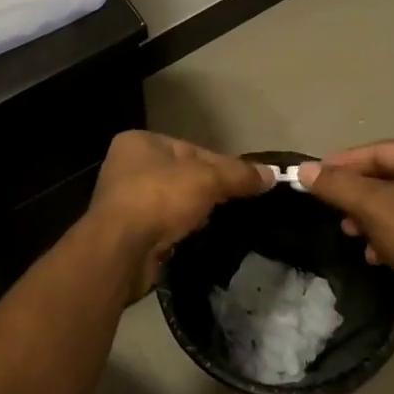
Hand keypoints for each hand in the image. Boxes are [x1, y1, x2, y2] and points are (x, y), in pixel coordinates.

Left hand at [87, 131, 273, 294]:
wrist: (121, 250)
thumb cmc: (159, 199)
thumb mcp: (207, 179)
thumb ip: (239, 174)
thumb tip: (272, 175)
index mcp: (140, 142)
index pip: (193, 149)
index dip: (224, 165)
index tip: (249, 183)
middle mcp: (127, 167)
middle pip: (184, 175)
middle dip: (211, 190)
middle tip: (241, 205)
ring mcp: (124, 201)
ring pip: (175, 202)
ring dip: (196, 213)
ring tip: (225, 224)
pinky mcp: (129, 232)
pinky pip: (165, 226)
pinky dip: (182, 231)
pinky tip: (200, 239)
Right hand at [300, 141, 393, 344]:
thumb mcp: (373, 207)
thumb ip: (337, 185)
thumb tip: (303, 169)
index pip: (380, 151)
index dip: (343, 164)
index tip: (314, 176)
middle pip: (388, 176)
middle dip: (357, 197)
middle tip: (333, 210)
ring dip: (370, 217)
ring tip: (352, 234)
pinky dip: (390, 233)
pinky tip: (375, 255)